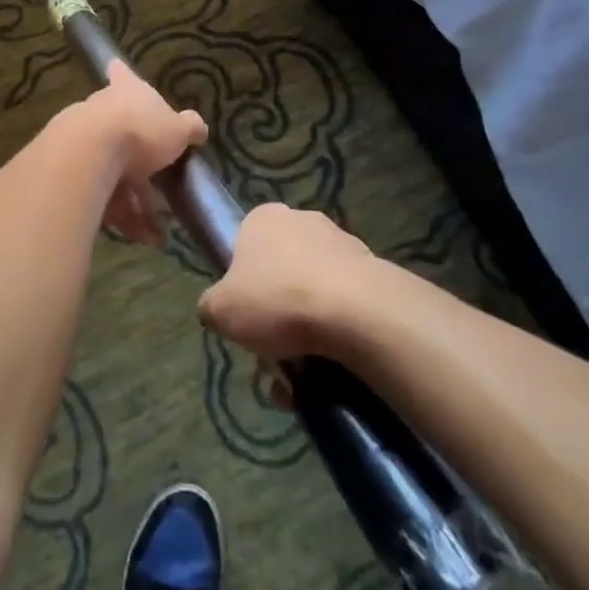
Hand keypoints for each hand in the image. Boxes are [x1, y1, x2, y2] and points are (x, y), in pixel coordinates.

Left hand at [86, 60, 205, 246]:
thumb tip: (198, 127)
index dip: (122, 74)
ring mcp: (81, 139)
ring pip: (112, 173)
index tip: (116, 69)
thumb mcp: (177, 129)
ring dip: (135, 204)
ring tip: (156, 233)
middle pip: (122, 135)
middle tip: (161, 196)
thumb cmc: (139, 131)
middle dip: (143, 170)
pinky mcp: (69, 171)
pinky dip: (120, 216)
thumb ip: (189, 127)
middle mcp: (100, 110)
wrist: (87, 155)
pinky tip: (140, 237)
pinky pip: (100, 195)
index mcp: (125, 91)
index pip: (122, 75)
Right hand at [197, 203, 373, 358]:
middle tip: (275, 348)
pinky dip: (341, 333)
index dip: (244, 281)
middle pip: (282, 269)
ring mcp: (344, 244)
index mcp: (263, 218)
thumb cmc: (277, 300)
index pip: (246, 244)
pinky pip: (349, 306)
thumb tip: (217, 312)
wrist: (358, 315)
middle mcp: (303, 220)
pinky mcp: (377, 273)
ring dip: (310, 326)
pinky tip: (336, 369)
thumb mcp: (220, 311)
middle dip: (279, 308)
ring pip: (317, 290)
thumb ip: (211, 307)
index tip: (248, 313)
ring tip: (306, 371)